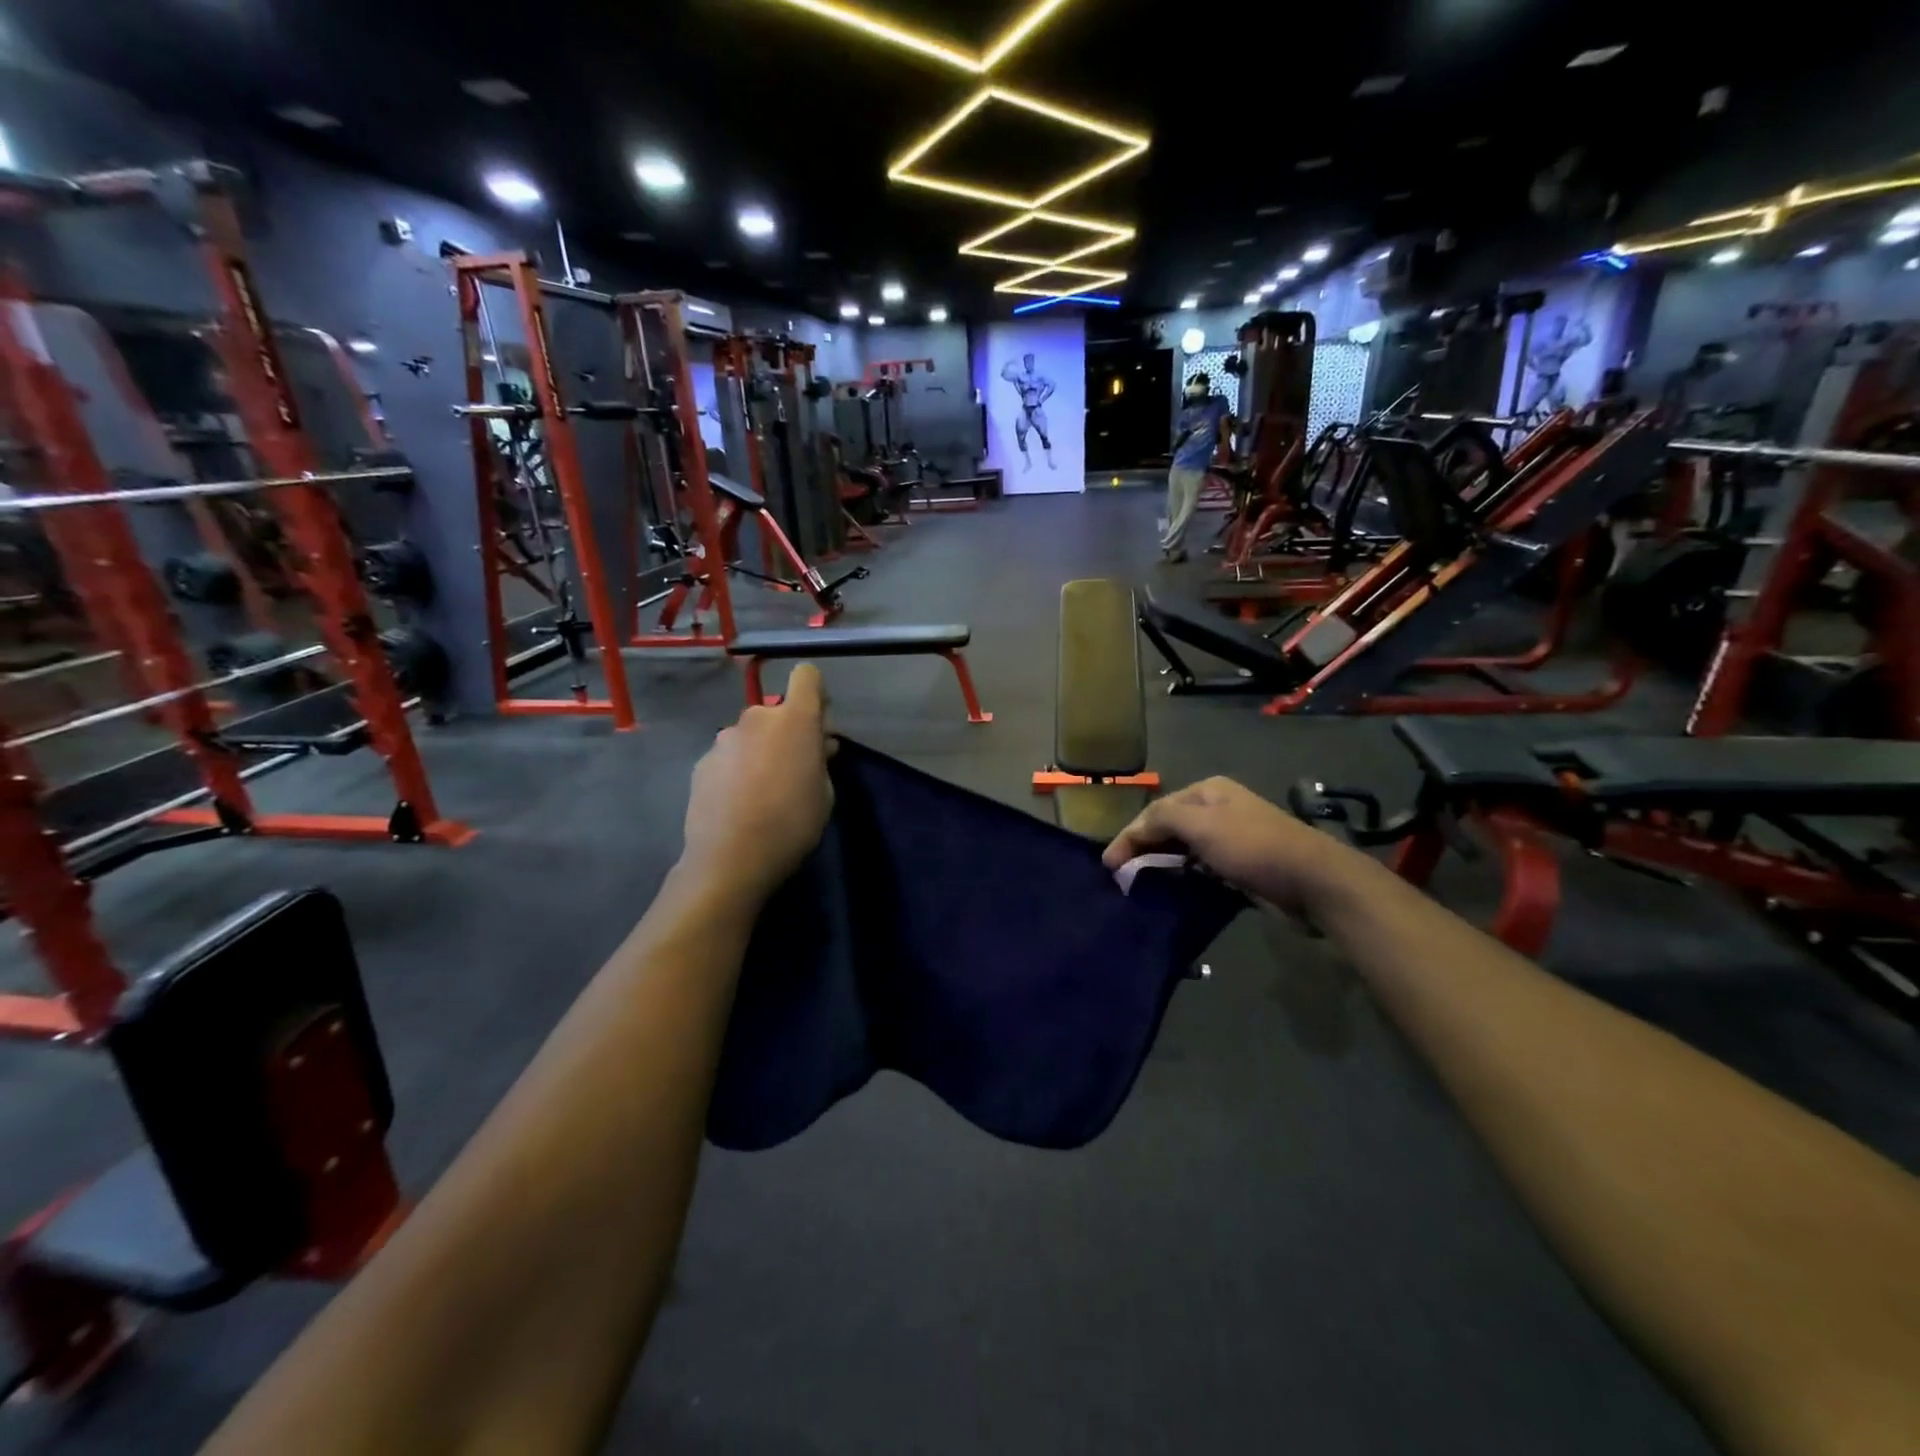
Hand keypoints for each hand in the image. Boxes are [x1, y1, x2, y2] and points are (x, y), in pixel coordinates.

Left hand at [683, 665, 833, 898]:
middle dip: (787, 732)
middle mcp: (756, 718)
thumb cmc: (792, 825)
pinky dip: (737, 769)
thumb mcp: (825, 794)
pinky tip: (739, 803)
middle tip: (795, 768)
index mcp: (794, 720)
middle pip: (777, 711)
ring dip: (761, 751)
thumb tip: (818, 744)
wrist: (730, 859)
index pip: (806, 675)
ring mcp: (724, 739)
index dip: (815, 693)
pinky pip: (730, 756)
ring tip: (764, 791)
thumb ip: (821, 760)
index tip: (819, 722)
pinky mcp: (701, 762)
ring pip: (751, 735)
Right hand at [1102, 777, 1372, 917]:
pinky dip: (1184, 879)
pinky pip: (1201, 870)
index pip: (1156, 810)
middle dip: (1143, 849)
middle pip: (1169, 828)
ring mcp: (1231, 839)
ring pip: (1184, 851)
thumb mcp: (1200, 825)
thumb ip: (1160, 820)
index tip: (1108, 865)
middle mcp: (1218, 810)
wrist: (1312, 881)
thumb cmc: (1252, 846)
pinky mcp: (1241, 867)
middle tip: (1120, 878)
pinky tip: (1171, 893)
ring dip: (1162, 866)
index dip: (1129, 835)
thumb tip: (1132, 833)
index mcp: (1207, 791)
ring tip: (1139, 887)